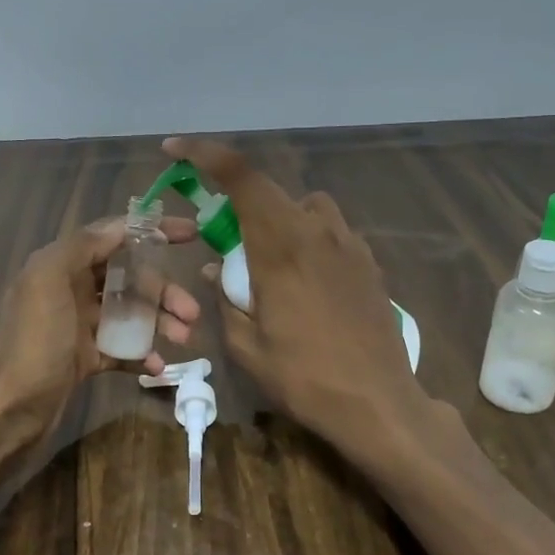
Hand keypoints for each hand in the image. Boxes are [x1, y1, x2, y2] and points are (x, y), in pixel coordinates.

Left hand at [0, 213, 201, 445]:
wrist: (9, 410)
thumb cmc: (32, 343)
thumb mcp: (47, 282)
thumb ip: (81, 248)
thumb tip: (121, 228)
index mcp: (60, 265)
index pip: (113, 236)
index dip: (152, 230)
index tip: (191, 233)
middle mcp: (70, 290)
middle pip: (129, 278)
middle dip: (163, 290)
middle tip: (192, 312)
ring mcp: (79, 326)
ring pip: (130, 313)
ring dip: (160, 322)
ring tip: (184, 339)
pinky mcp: (85, 358)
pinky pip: (122, 348)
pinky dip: (142, 353)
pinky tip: (157, 366)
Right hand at [163, 136, 427, 461]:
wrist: (378, 404)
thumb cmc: (304, 377)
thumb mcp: (246, 346)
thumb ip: (225, 298)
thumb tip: (216, 267)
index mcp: (281, 246)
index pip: (242, 178)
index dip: (206, 154)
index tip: (176, 149)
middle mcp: (318, 233)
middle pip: (273, 191)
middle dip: (241, 203)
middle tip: (225, 241)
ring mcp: (350, 247)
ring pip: (308, 208)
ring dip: (281, 220)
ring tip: (269, 262)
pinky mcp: (370, 265)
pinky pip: (332, 233)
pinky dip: (309, 241)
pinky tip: (306, 283)